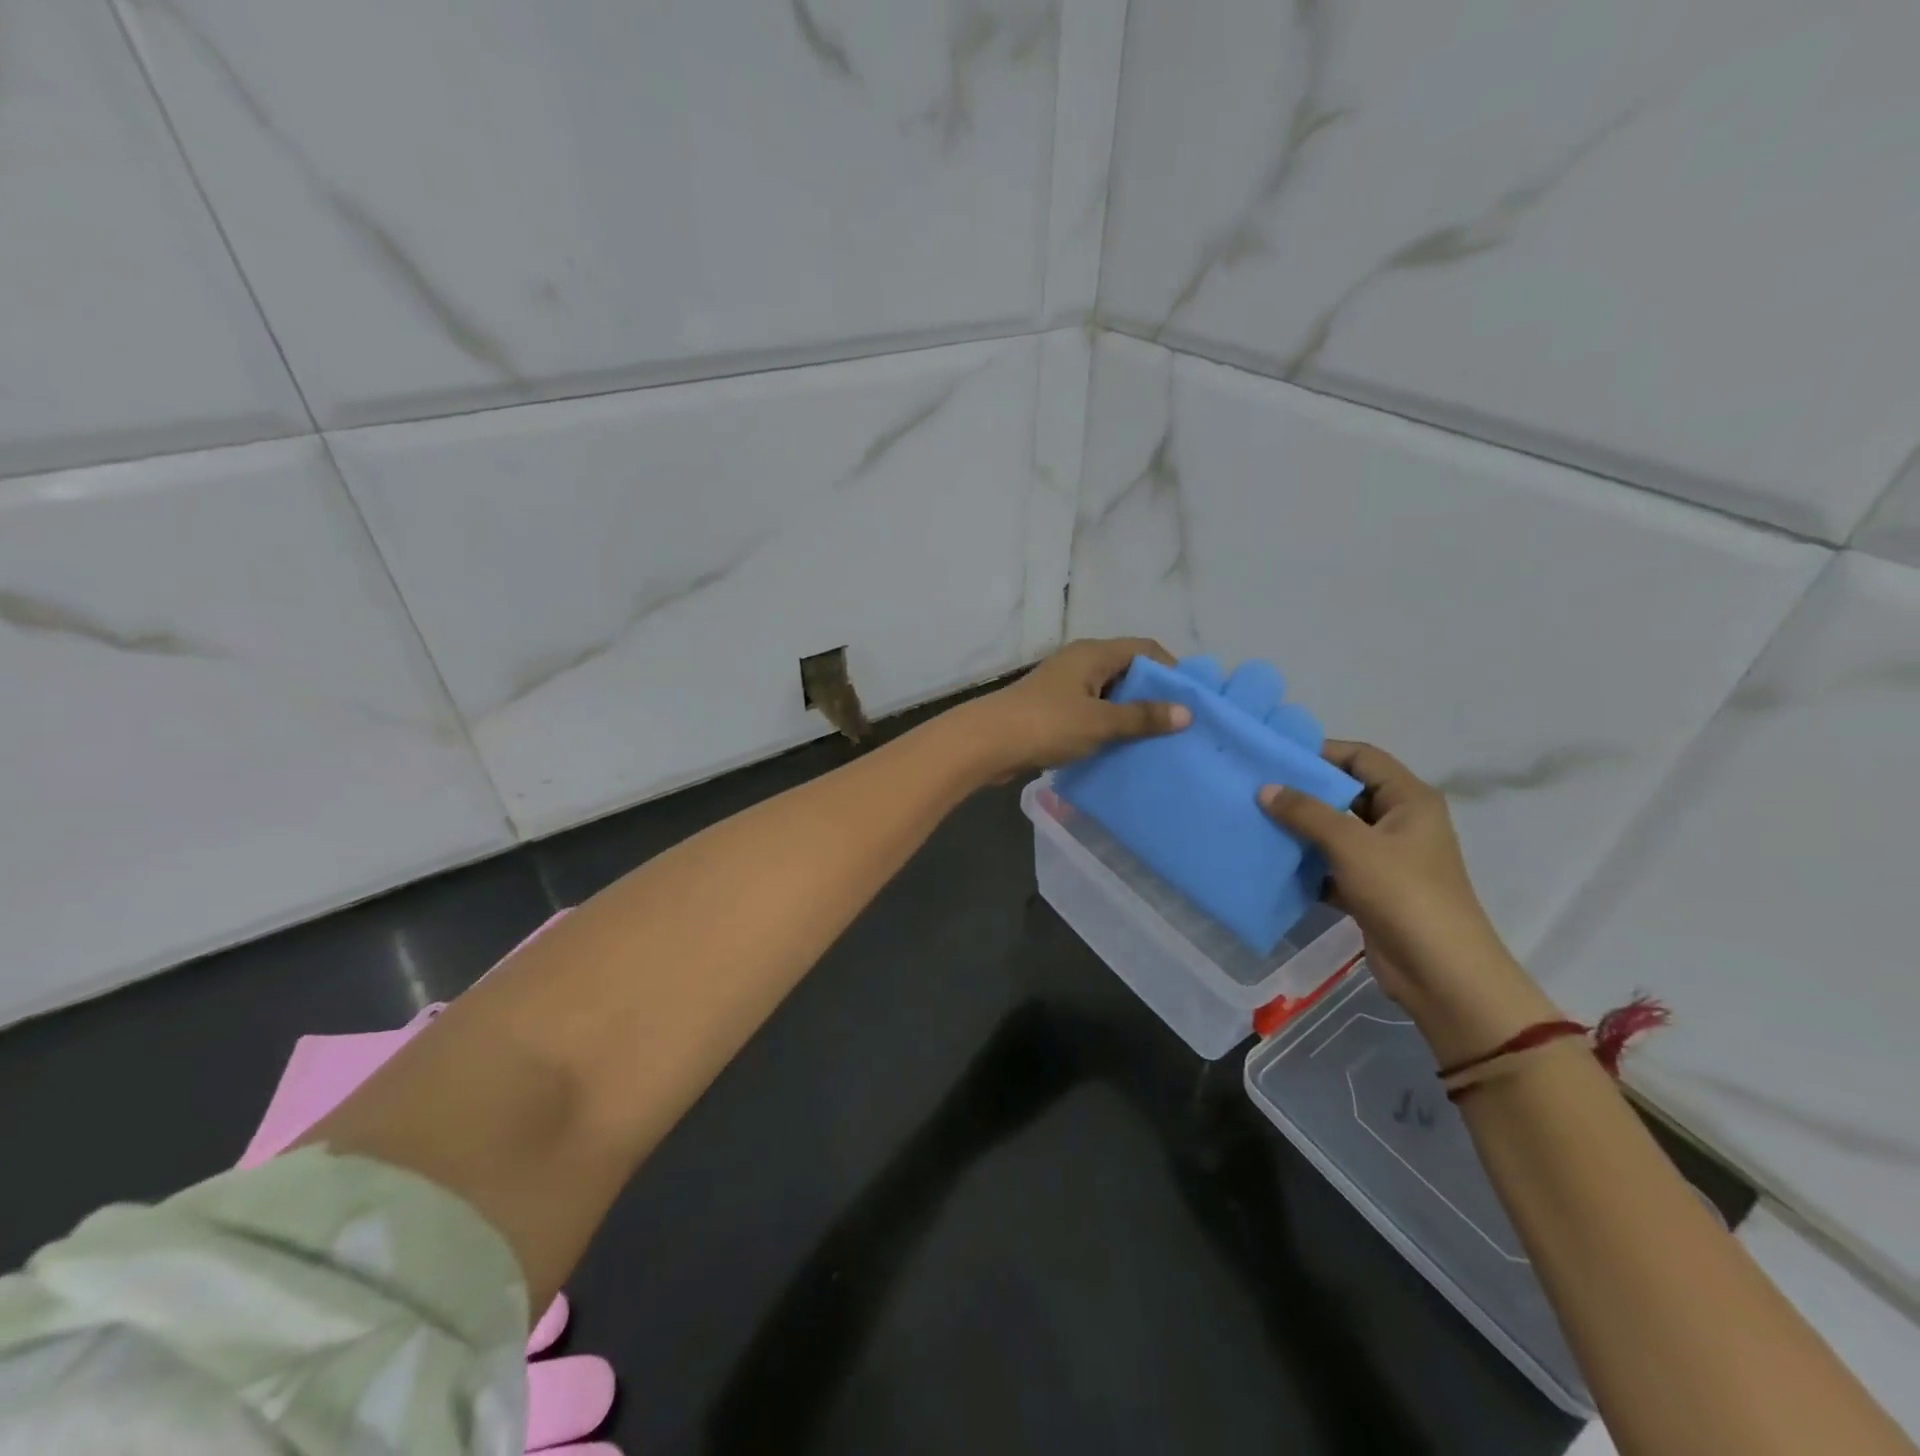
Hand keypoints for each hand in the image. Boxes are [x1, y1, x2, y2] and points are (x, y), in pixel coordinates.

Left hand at [962, 637, 1190, 777]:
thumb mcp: (1101, 721)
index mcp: (1093, 653)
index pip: (1144, 649)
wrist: (987, 744)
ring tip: (1157, 740)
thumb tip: (1186, 712)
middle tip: (1179, 723)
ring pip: (1108, 694)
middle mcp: (1079, 662)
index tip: (1192, 699)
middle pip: (1127, 671)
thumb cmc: (1047, 724)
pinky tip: (1121, 748)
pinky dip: (1107, 725)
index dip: (1171, 669)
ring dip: (1129, 714)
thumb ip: (1142, 717)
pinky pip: (1091, 712)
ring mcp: (1064, 687)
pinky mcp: (1052, 710)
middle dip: (1153, 695)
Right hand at [1260, 740, 1559, 1062]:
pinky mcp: (1372, 889)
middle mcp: (1400, 822)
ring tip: (1256, 820)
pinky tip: (1273, 863)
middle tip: (1257, 788)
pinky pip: (1332, 865)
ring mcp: (1387, 858)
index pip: (1362, 758)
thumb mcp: (1351, 845)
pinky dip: (1307, 864)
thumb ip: (1306, 813)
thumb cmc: (1403, 894)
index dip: (1322, 752)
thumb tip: (1266, 788)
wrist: (1440, 972)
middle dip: (1305, 791)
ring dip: (1302, 829)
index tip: (1276, 756)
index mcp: (1409, 800)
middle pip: (1347, 793)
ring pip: (1336, 831)